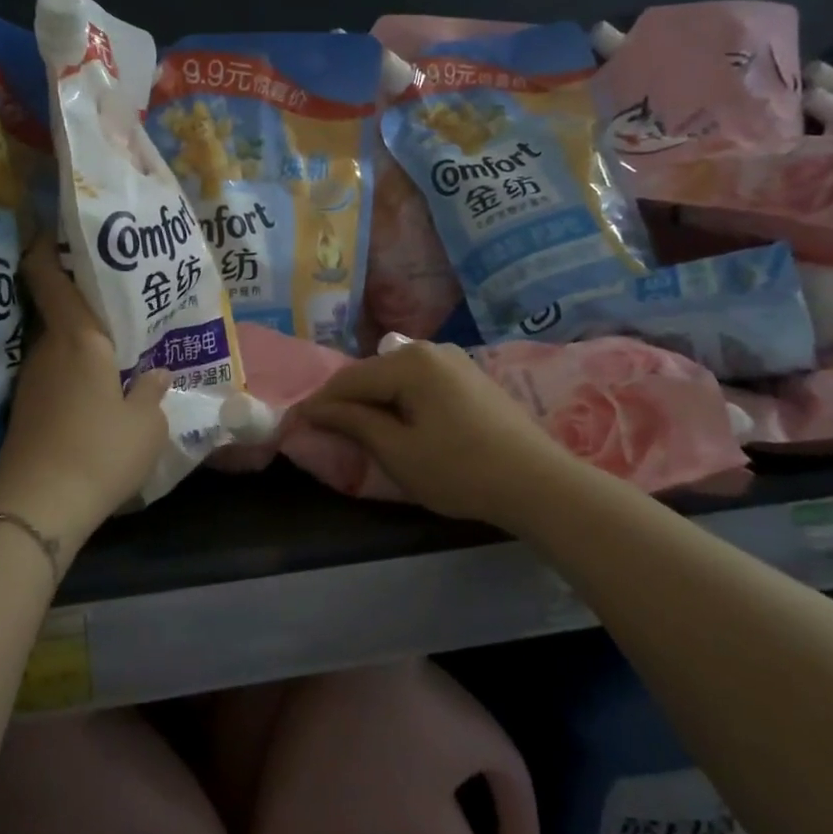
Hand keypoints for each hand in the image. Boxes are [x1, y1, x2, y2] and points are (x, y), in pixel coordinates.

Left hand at [0, 238, 169, 560]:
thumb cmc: (101, 452)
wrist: (39, 506)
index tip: (57, 231)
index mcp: (79, 339)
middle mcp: (48, 350)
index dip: (47, 248)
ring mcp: (31, 381)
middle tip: (119, 300)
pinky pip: (54, 375)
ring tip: (117, 348)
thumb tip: (155, 374)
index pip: (49, 277)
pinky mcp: (25, 410)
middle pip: (60, 311)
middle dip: (84, 302)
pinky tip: (96, 391)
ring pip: (58, 346)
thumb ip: (153, 392)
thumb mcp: (147, 425)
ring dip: (82, 343)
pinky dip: (73, 372)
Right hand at [296, 337, 577, 528]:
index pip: (349, 380)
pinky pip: (419, 383)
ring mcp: (454, 361)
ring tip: (355, 429)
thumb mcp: (398, 451)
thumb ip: (354, 423)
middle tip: (322, 428)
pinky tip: (396, 423)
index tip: (293, 424)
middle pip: (372, 373)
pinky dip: (399, 401)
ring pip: (395, 377)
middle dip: (345, 401)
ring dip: (373, 401)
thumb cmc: (460, 469)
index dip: (319, 403)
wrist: (538, 483)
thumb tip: (317, 409)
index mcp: (409, 362)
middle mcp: (430, 350)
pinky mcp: (470, 378)